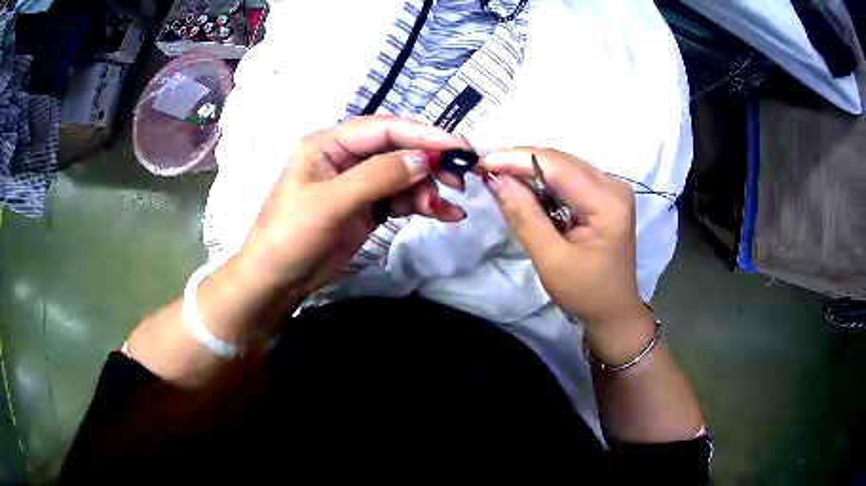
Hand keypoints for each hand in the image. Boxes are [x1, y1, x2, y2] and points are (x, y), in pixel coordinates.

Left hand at [239, 115, 469, 296]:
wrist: (277, 280)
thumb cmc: (291, 235)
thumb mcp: (330, 203)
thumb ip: (377, 177)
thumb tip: (426, 158)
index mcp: (330, 144)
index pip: (384, 129)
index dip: (423, 134)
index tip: (458, 146)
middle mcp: (347, 157)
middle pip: (398, 149)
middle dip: (430, 162)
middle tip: (460, 178)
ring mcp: (359, 184)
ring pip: (404, 175)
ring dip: (428, 188)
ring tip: (444, 209)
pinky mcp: (368, 208)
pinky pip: (402, 199)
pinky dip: (423, 204)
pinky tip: (445, 214)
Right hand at [480, 148, 653, 363]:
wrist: (613, 311)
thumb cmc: (586, 292)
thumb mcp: (551, 260)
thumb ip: (525, 217)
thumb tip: (496, 179)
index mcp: (607, 201)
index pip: (556, 165)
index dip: (515, 159)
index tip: (480, 163)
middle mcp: (612, 185)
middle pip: (559, 161)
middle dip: (519, 162)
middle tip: (484, 170)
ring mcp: (610, 188)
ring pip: (561, 166)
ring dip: (528, 170)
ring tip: (497, 178)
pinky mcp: (603, 196)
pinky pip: (567, 178)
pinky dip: (542, 182)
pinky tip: (523, 189)